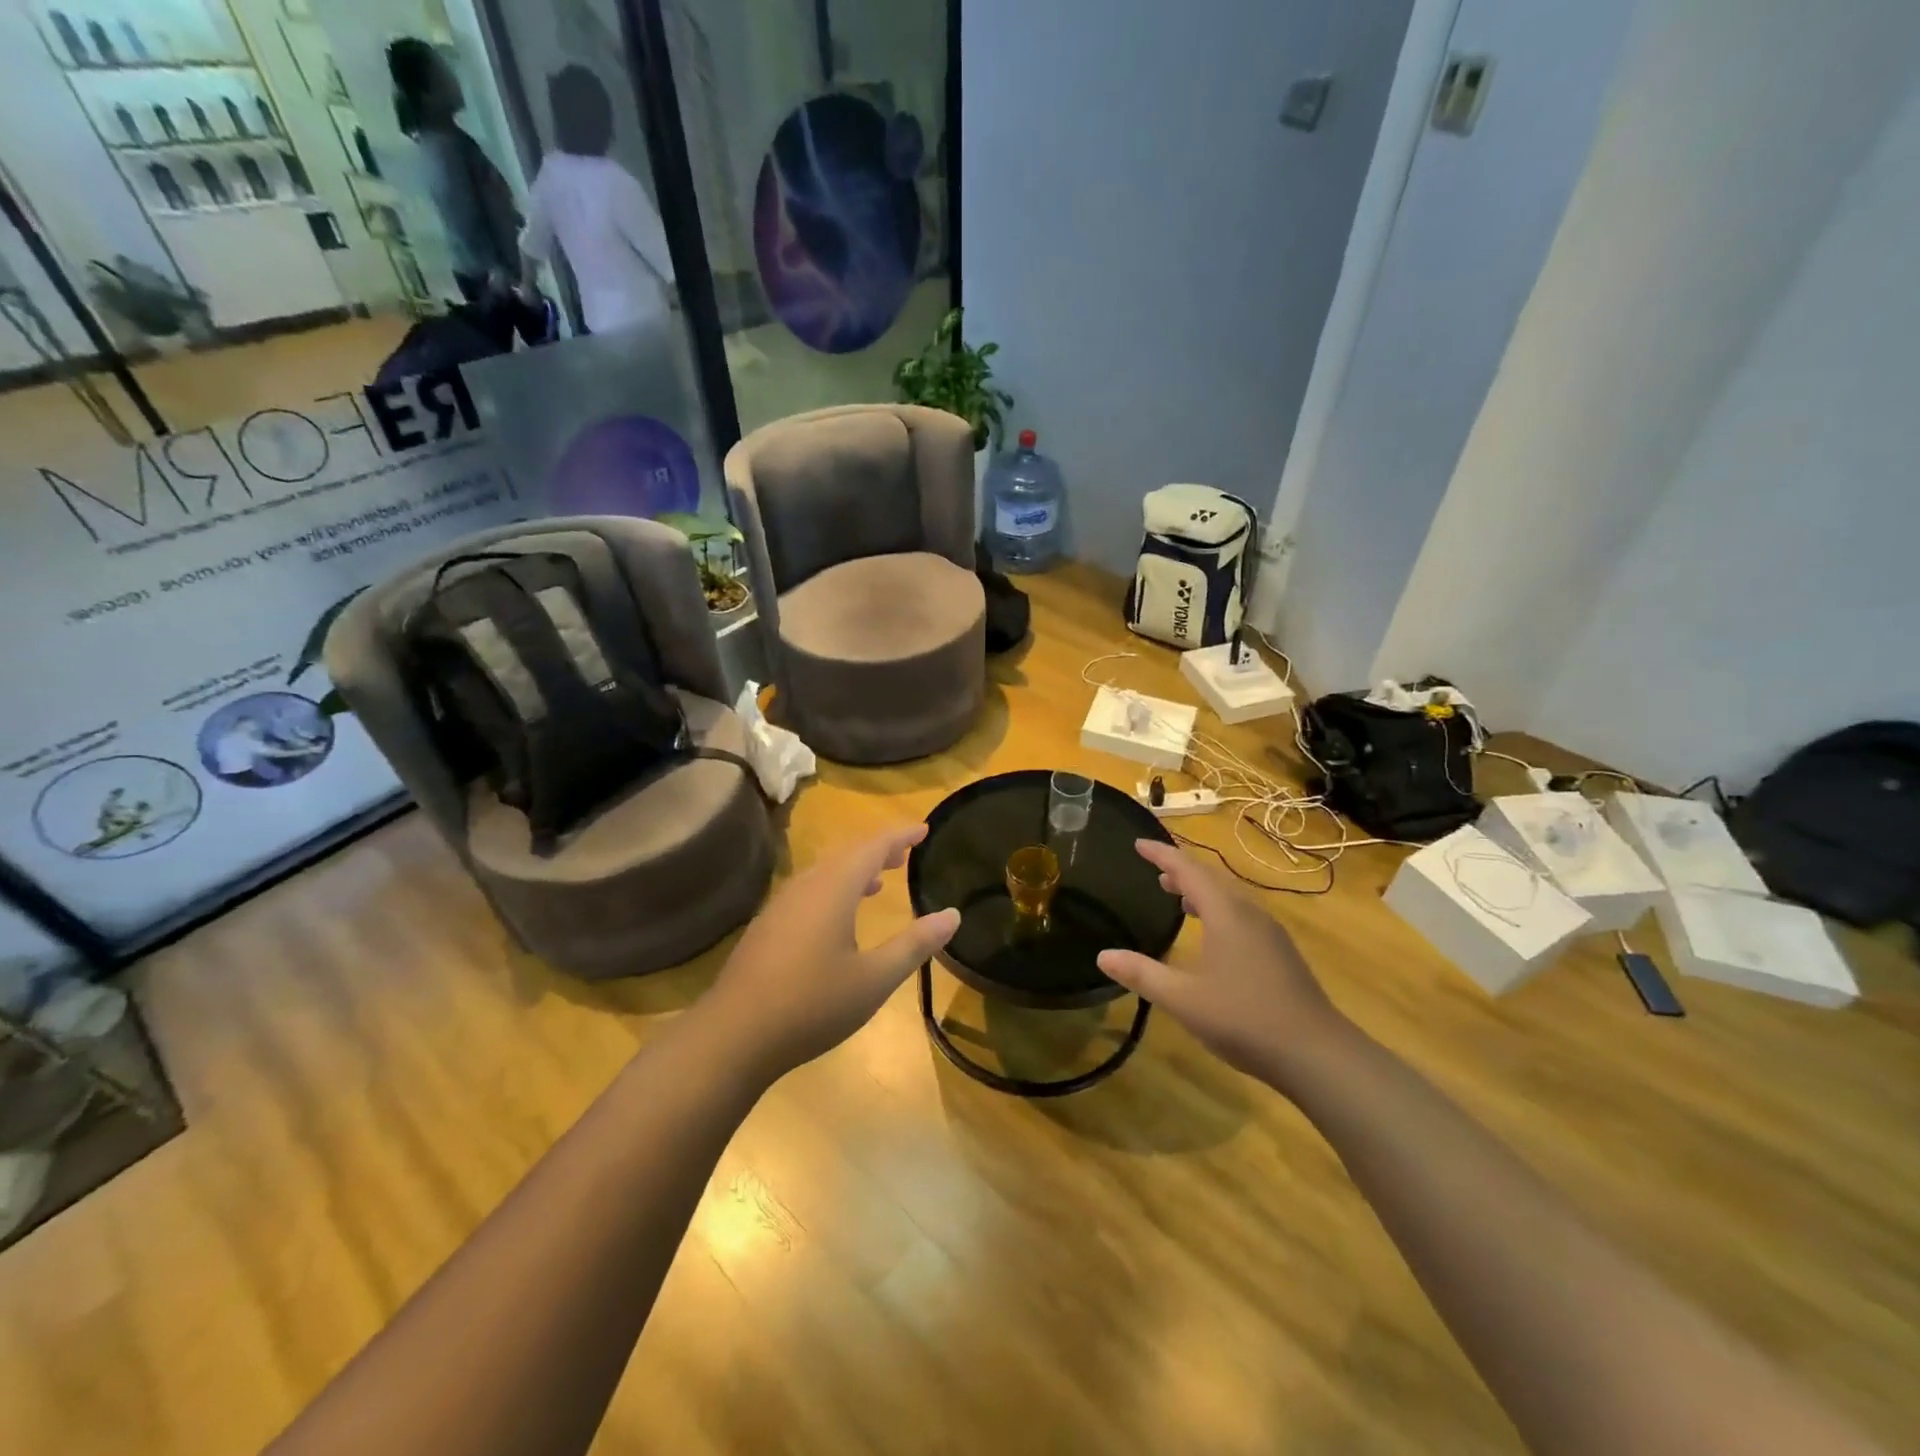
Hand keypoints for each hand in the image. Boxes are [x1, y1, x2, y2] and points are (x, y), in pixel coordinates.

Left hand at [703, 824, 959, 1080]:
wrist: (733, 1035)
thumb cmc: (812, 1004)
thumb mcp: (875, 979)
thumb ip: (915, 945)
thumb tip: (953, 914)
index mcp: (833, 890)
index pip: (872, 847)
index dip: (900, 835)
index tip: (924, 829)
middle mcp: (805, 887)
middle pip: (846, 855)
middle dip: (877, 851)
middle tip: (905, 853)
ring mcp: (780, 906)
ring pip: (824, 874)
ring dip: (854, 871)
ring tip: (877, 882)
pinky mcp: (766, 928)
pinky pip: (808, 892)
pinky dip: (833, 890)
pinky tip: (837, 919)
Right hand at [1098, 840, 1348, 1088]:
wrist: (1317, 1054)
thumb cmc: (1245, 1019)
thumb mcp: (1183, 999)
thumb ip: (1143, 974)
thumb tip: (1103, 955)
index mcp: (1225, 914)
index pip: (1187, 870)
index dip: (1161, 854)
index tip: (1139, 842)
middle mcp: (1249, 914)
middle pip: (1211, 879)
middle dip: (1181, 870)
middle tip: (1154, 868)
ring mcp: (1270, 934)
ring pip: (1229, 898)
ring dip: (1200, 891)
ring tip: (1177, 897)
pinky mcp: (1280, 954)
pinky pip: (1241, 916)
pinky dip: (1217, 910)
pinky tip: (1212, 936)